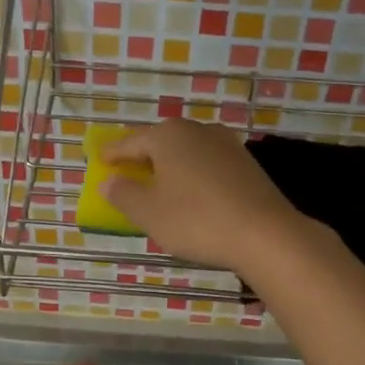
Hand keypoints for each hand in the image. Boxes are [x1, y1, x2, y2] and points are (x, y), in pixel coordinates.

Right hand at [102, 119, 311, 274]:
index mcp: (168, 136)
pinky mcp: (246, 163)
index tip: (100, 161)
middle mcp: (197, 131)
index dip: (112, 154)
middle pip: (160, 143)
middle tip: (128, 174)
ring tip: (159, 187)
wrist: (264, 234)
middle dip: (143, 158)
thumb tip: (108, 182)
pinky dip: (193, 176)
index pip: (130, 142)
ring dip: (170, 168)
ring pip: (187, 153)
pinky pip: (207, 165)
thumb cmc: (196, 220)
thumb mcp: (149, 212)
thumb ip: (123, 194)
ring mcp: (226, 144)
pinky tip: (192, 195)